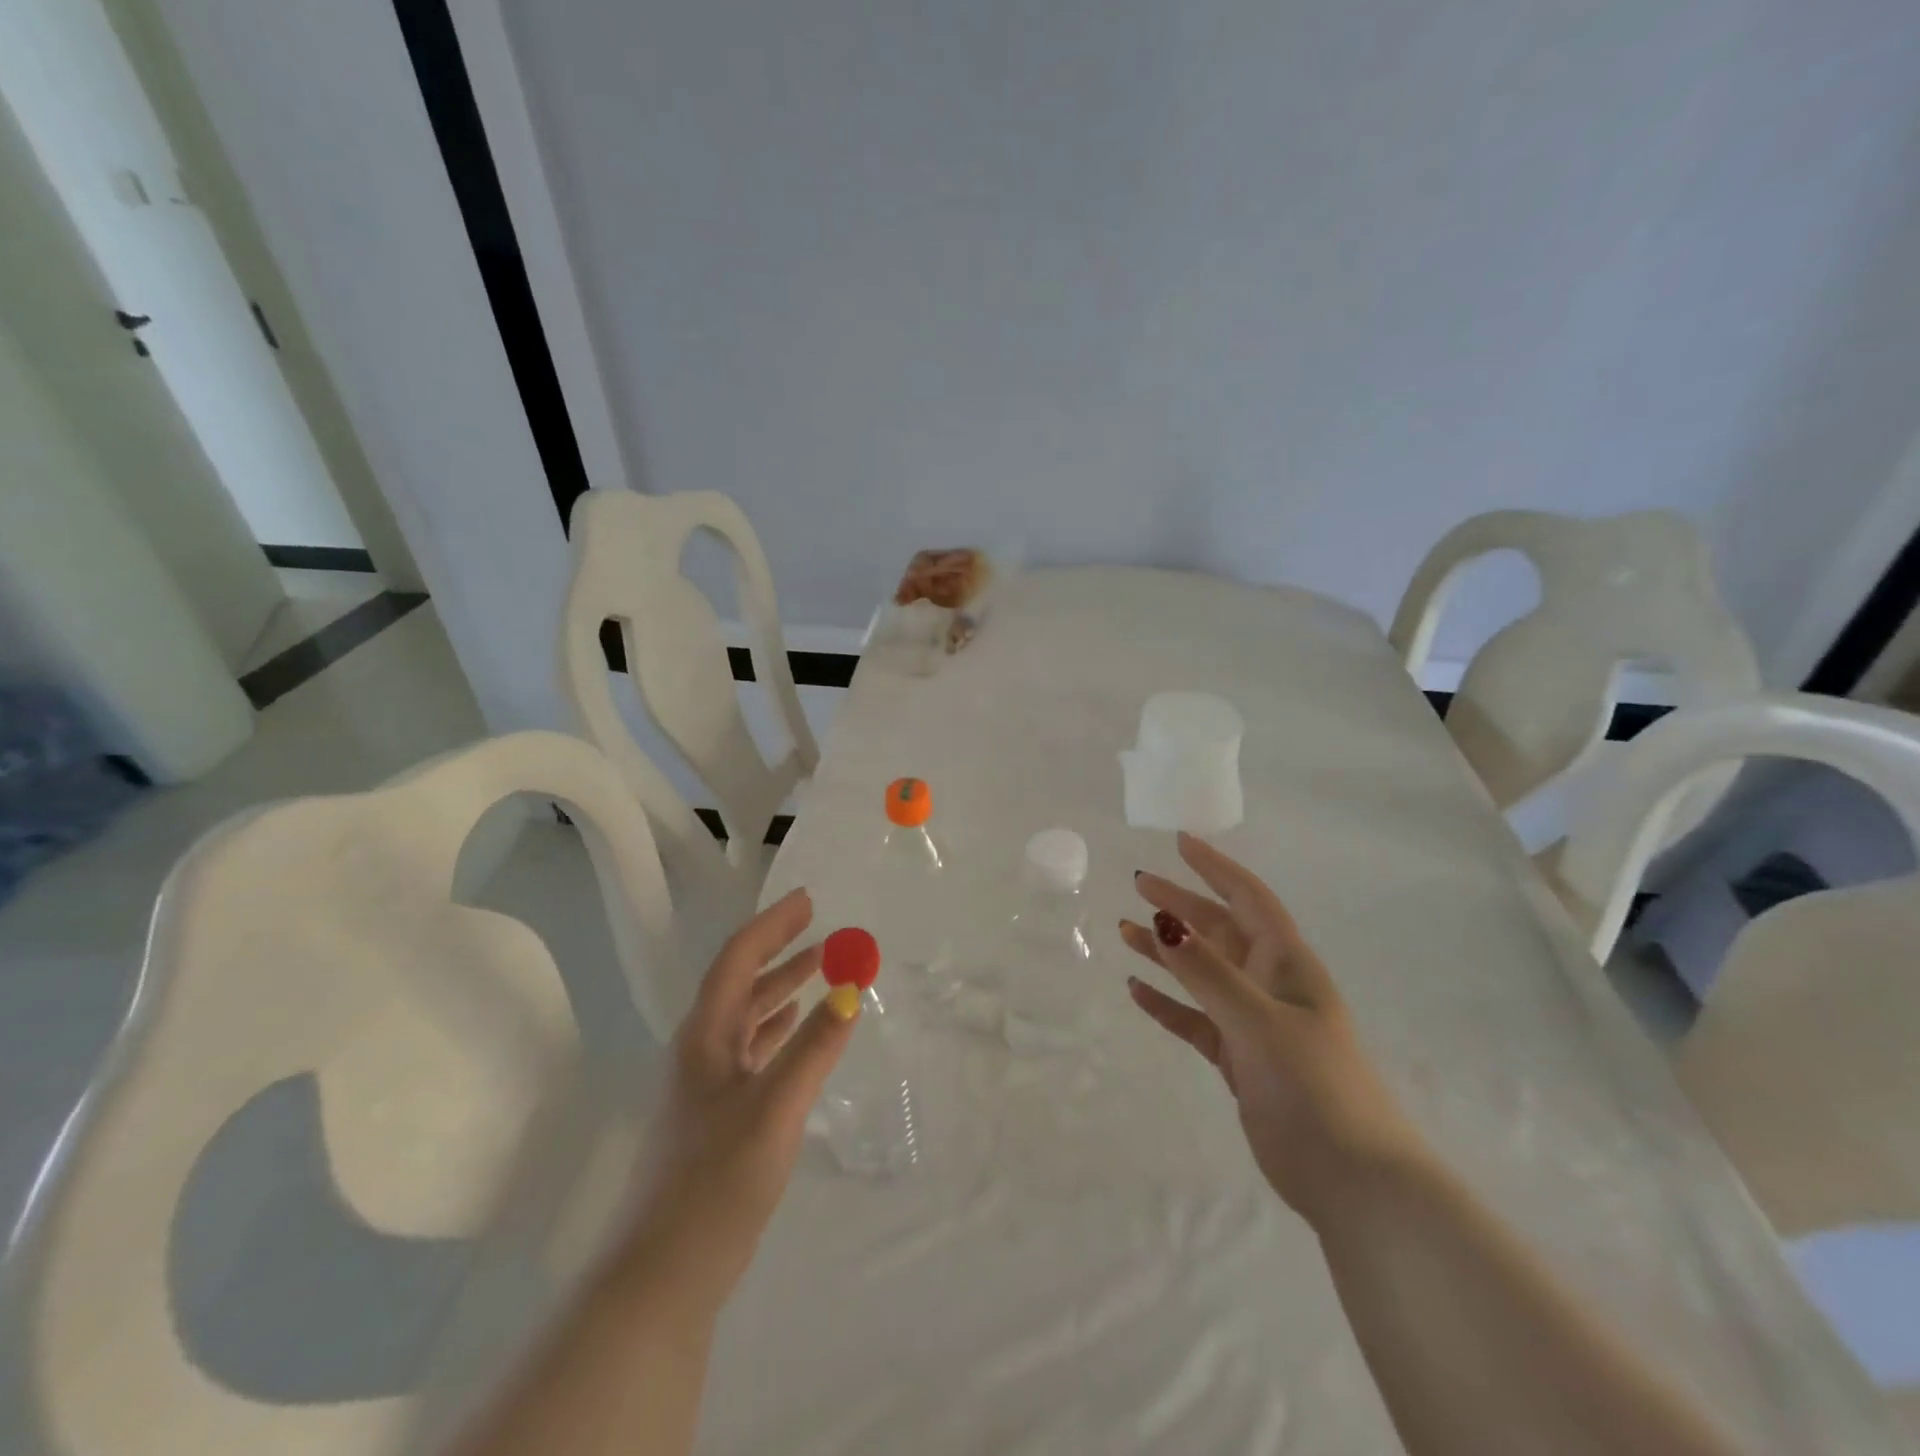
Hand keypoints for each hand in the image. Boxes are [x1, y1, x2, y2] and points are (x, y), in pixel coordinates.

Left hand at [625, 889, 854, 1313]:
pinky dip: (779, 1026)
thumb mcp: (774, 1109)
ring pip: (749, 1015)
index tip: (808, 900)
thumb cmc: (716, 1182)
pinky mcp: (720, 1113)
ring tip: (821, 967)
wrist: (665, 1273)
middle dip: (780, 949)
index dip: (771, 926)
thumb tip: (852, 992)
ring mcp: (709, 1083)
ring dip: (783, 986)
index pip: (737, 961)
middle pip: (741, 981)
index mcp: (705, 1037)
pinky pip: (754, 1048)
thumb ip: (814, 1049)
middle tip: (820, 926)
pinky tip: (798, 1026)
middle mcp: (702, 1049)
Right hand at [1120, 834, 1423, 1228]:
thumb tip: (1162, 922)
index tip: (1181, 842)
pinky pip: (1196, 1018)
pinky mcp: (1240, 1059)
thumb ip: (1208, 973)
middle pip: (1219, 931)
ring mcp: (1254, 1023)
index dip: (1216, 867)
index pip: (1248, 898)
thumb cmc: (1313, 1086)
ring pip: (1202, 974)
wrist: (1354, 1180)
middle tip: (1139, 884)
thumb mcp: (1258, 1022)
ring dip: (1167, 952)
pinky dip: (1168, 1003)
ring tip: (1124, 932)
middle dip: (1181, 905)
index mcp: (1286, 965)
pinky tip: (1137, 992)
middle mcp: (1270, 985)